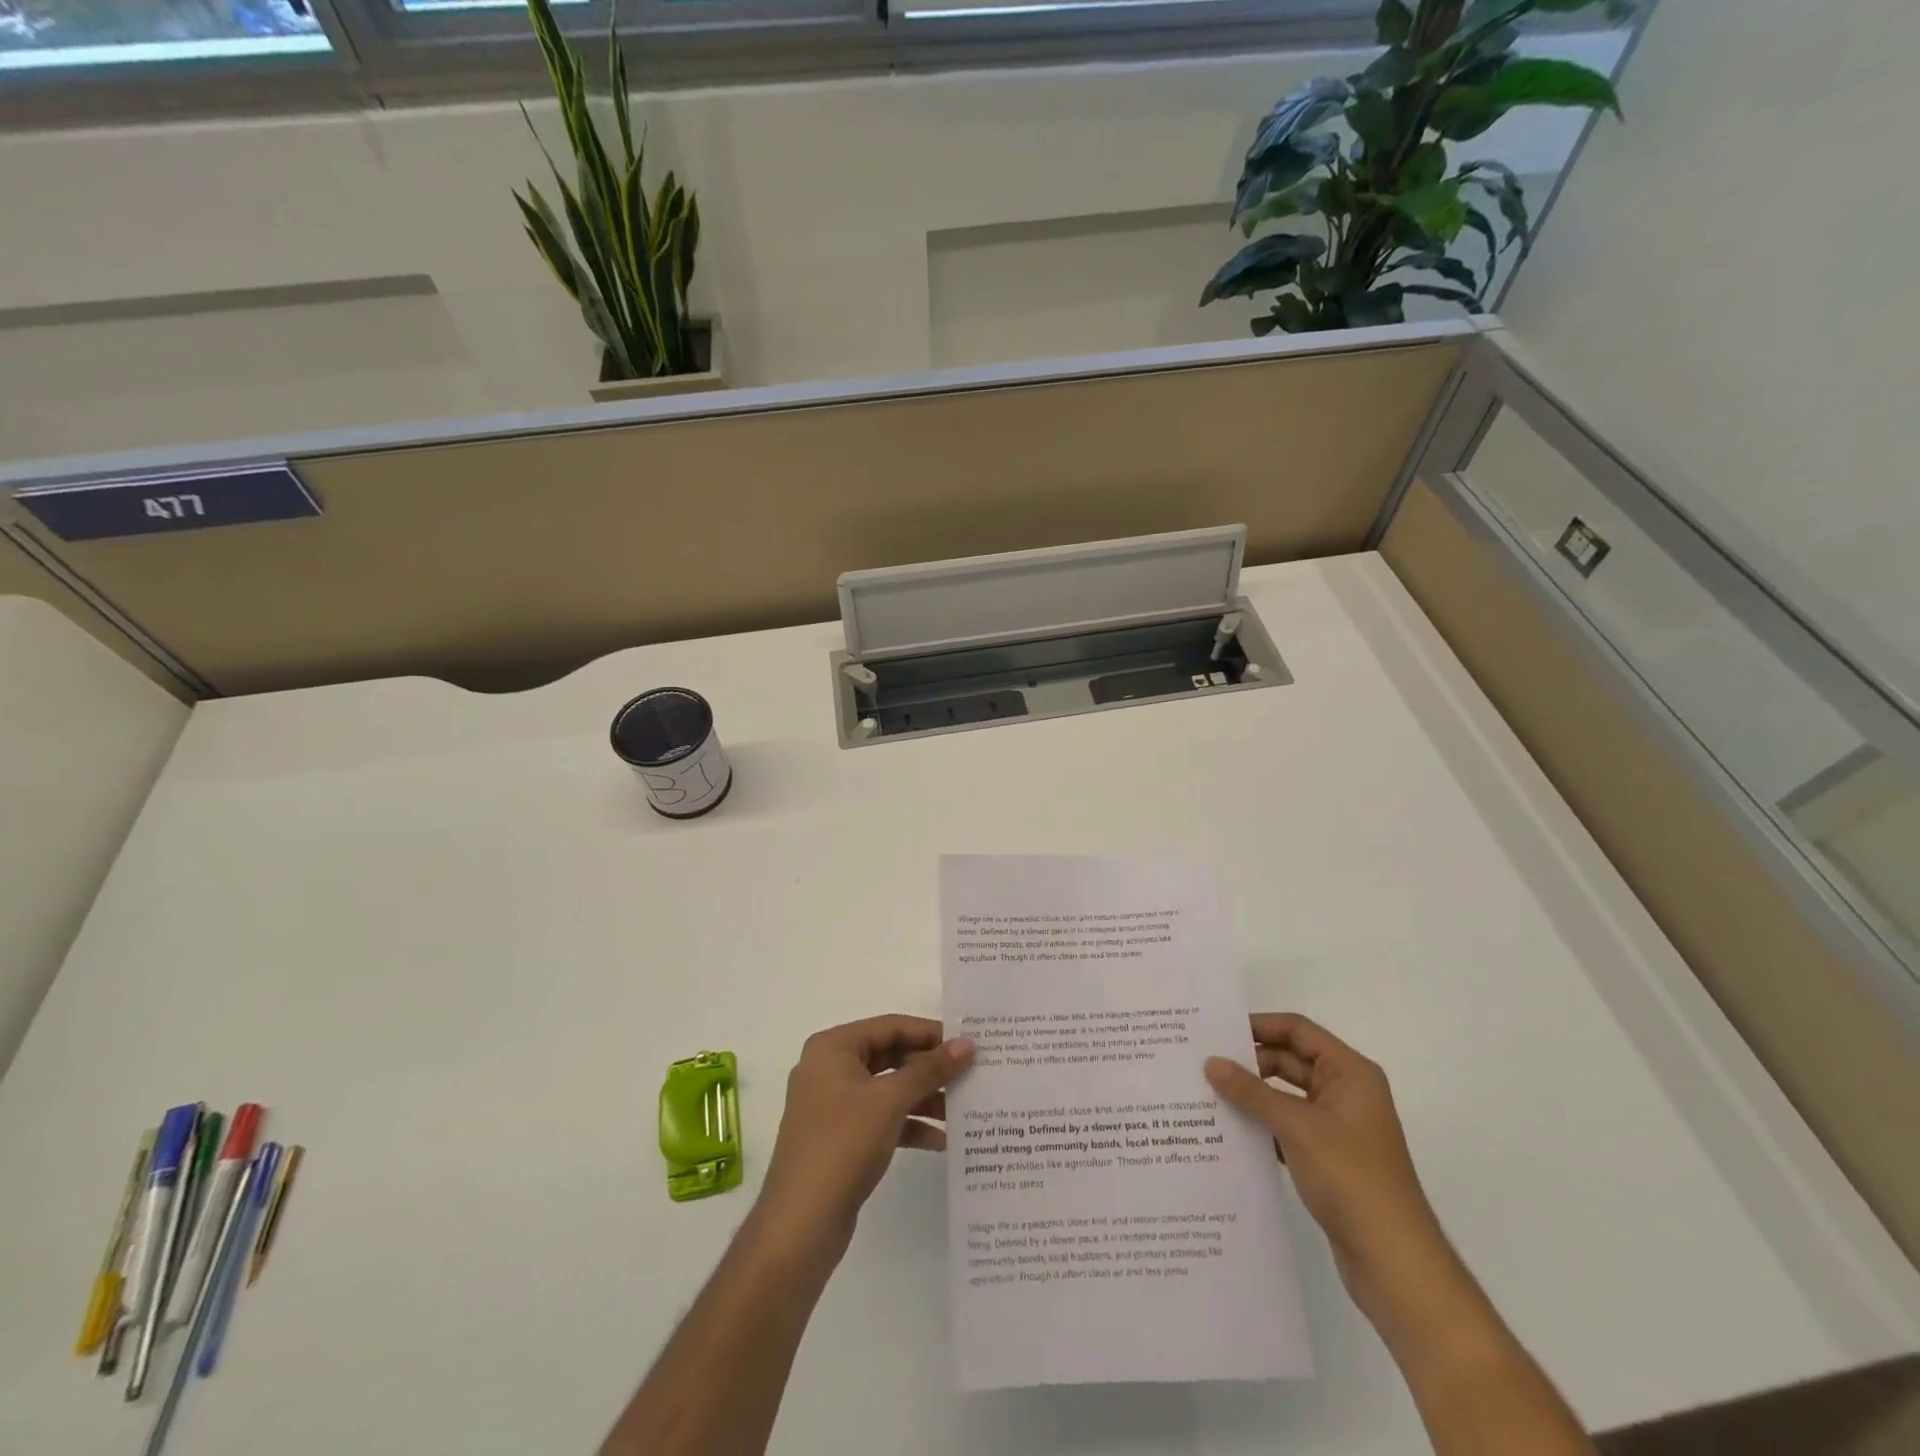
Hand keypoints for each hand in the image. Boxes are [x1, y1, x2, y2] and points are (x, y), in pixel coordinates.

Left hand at [759, 1015, 974, 1261]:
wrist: (800, 1225)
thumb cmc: (843, 1144)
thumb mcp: (890, 1100)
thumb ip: (930, 1069)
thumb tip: (967, 1044)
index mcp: (833, 1048)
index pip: (890, 1026)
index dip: (929, 1033)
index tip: (967, 1043)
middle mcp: (830, 1069)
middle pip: (890, 1056)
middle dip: (929, 1068)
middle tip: (970, 1073)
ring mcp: (834, 1106)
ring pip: (888, 1090)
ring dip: (924, 1098)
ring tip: (963, 1108)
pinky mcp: (841, 1139)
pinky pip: (881, 1119)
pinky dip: (909, 1125)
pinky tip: (941, 1141)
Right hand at [1205, 1013, 1445, 1321]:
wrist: (1395, 1263)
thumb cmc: (1352, 1178)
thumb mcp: (1297, 1127)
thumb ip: (1252, 1092)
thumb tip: (1211, 1062)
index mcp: (1350, 1073)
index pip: (1298, 1030)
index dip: (1259, 1026)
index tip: (1217, 1031)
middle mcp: (1347, 1092)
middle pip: (1291, 1060)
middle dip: (1250, 1062)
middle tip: (1204, 1064)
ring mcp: (1338, 1127)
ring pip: (1287, 1096)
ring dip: (1253, 1096)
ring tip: (1207, 1095)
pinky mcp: (1329, 1158)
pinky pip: (1288, 1127)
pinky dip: (1263, 1125)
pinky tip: (1230, 1132)